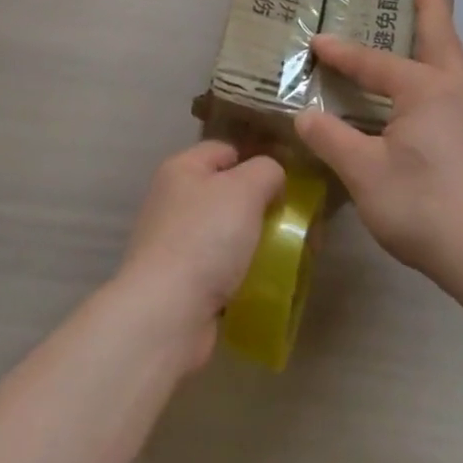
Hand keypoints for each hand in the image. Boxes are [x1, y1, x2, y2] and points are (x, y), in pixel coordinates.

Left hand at [118, 140, 284, 366]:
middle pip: (227, 192)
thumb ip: (266, 170)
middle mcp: (173, 200)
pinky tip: (264, 280)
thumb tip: (272, 177)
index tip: (288, 182)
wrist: (168, 312)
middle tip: (294, 221)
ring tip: (288, 252)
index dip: (257, 160)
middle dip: (261, 205)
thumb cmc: (206, 238)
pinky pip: (220, 266)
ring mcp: (174, 241)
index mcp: (181, 168)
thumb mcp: (245, 189)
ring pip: (226, 231)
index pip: (225, 149)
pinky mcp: (180, 280)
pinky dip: (241, 271)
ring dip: (254, 241)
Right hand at [296, 0, 462, 293]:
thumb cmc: (426, 207)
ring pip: (456, 76)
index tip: (317, 40)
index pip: (374, 63)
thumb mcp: (365, 175)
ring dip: (437, 57)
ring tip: (418, 58)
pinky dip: (446, 97)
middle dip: (431, 9)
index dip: (342, 52)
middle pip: (442, 40)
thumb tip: (306, 116)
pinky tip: (435, 125)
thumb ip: (332, 140)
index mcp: (427, 90)